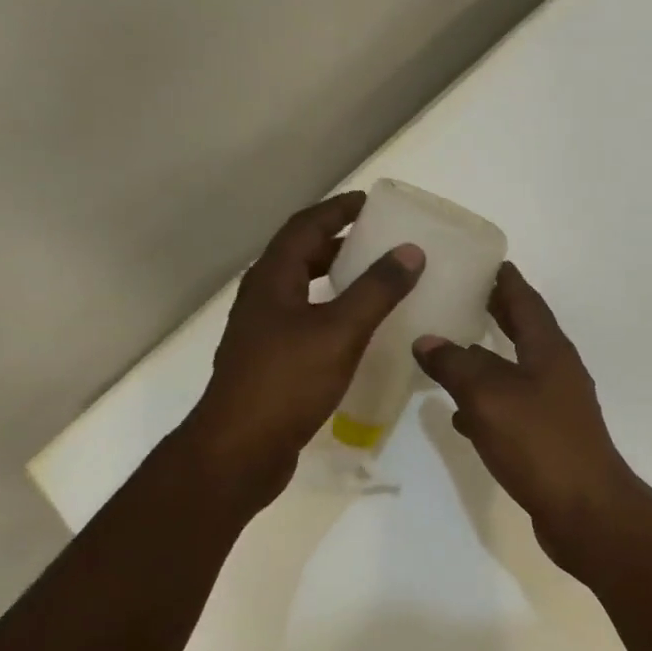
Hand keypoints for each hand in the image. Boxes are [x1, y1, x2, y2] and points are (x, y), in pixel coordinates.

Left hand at [179, 191, 422, 508]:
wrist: (241, 448)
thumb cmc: (287, 382)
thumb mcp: (339, 331)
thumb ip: (376, 291)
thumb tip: (410, 251)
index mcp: (273, 280)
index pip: (305, 227)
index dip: (337, 210)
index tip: (371, 202)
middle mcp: (264, 299)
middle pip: (301, 256)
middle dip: (338, 243)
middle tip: (379, 242)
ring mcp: (265, 333)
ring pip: (304, 291)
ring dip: (336, 279)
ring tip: (375, 282)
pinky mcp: (274, 363)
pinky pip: (308, 322)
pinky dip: (334, 313)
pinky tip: (358, 333)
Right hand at [413, 263, 642, 569]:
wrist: (584, 509)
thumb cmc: (540, 444)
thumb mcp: (489, 398)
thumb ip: (457, 366)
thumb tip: (429, 341)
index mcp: (549, 351)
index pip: (525, 300)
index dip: (503, 279)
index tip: (480, 259)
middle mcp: (556, 372)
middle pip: (523, 332)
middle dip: (494, 313)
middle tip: (458, 296)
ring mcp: (555, 407)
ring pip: (514, 372)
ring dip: (486, 360)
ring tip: (448, 350)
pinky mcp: (548, 439)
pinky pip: (512, 409)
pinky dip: (487, 404)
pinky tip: (460, 414)